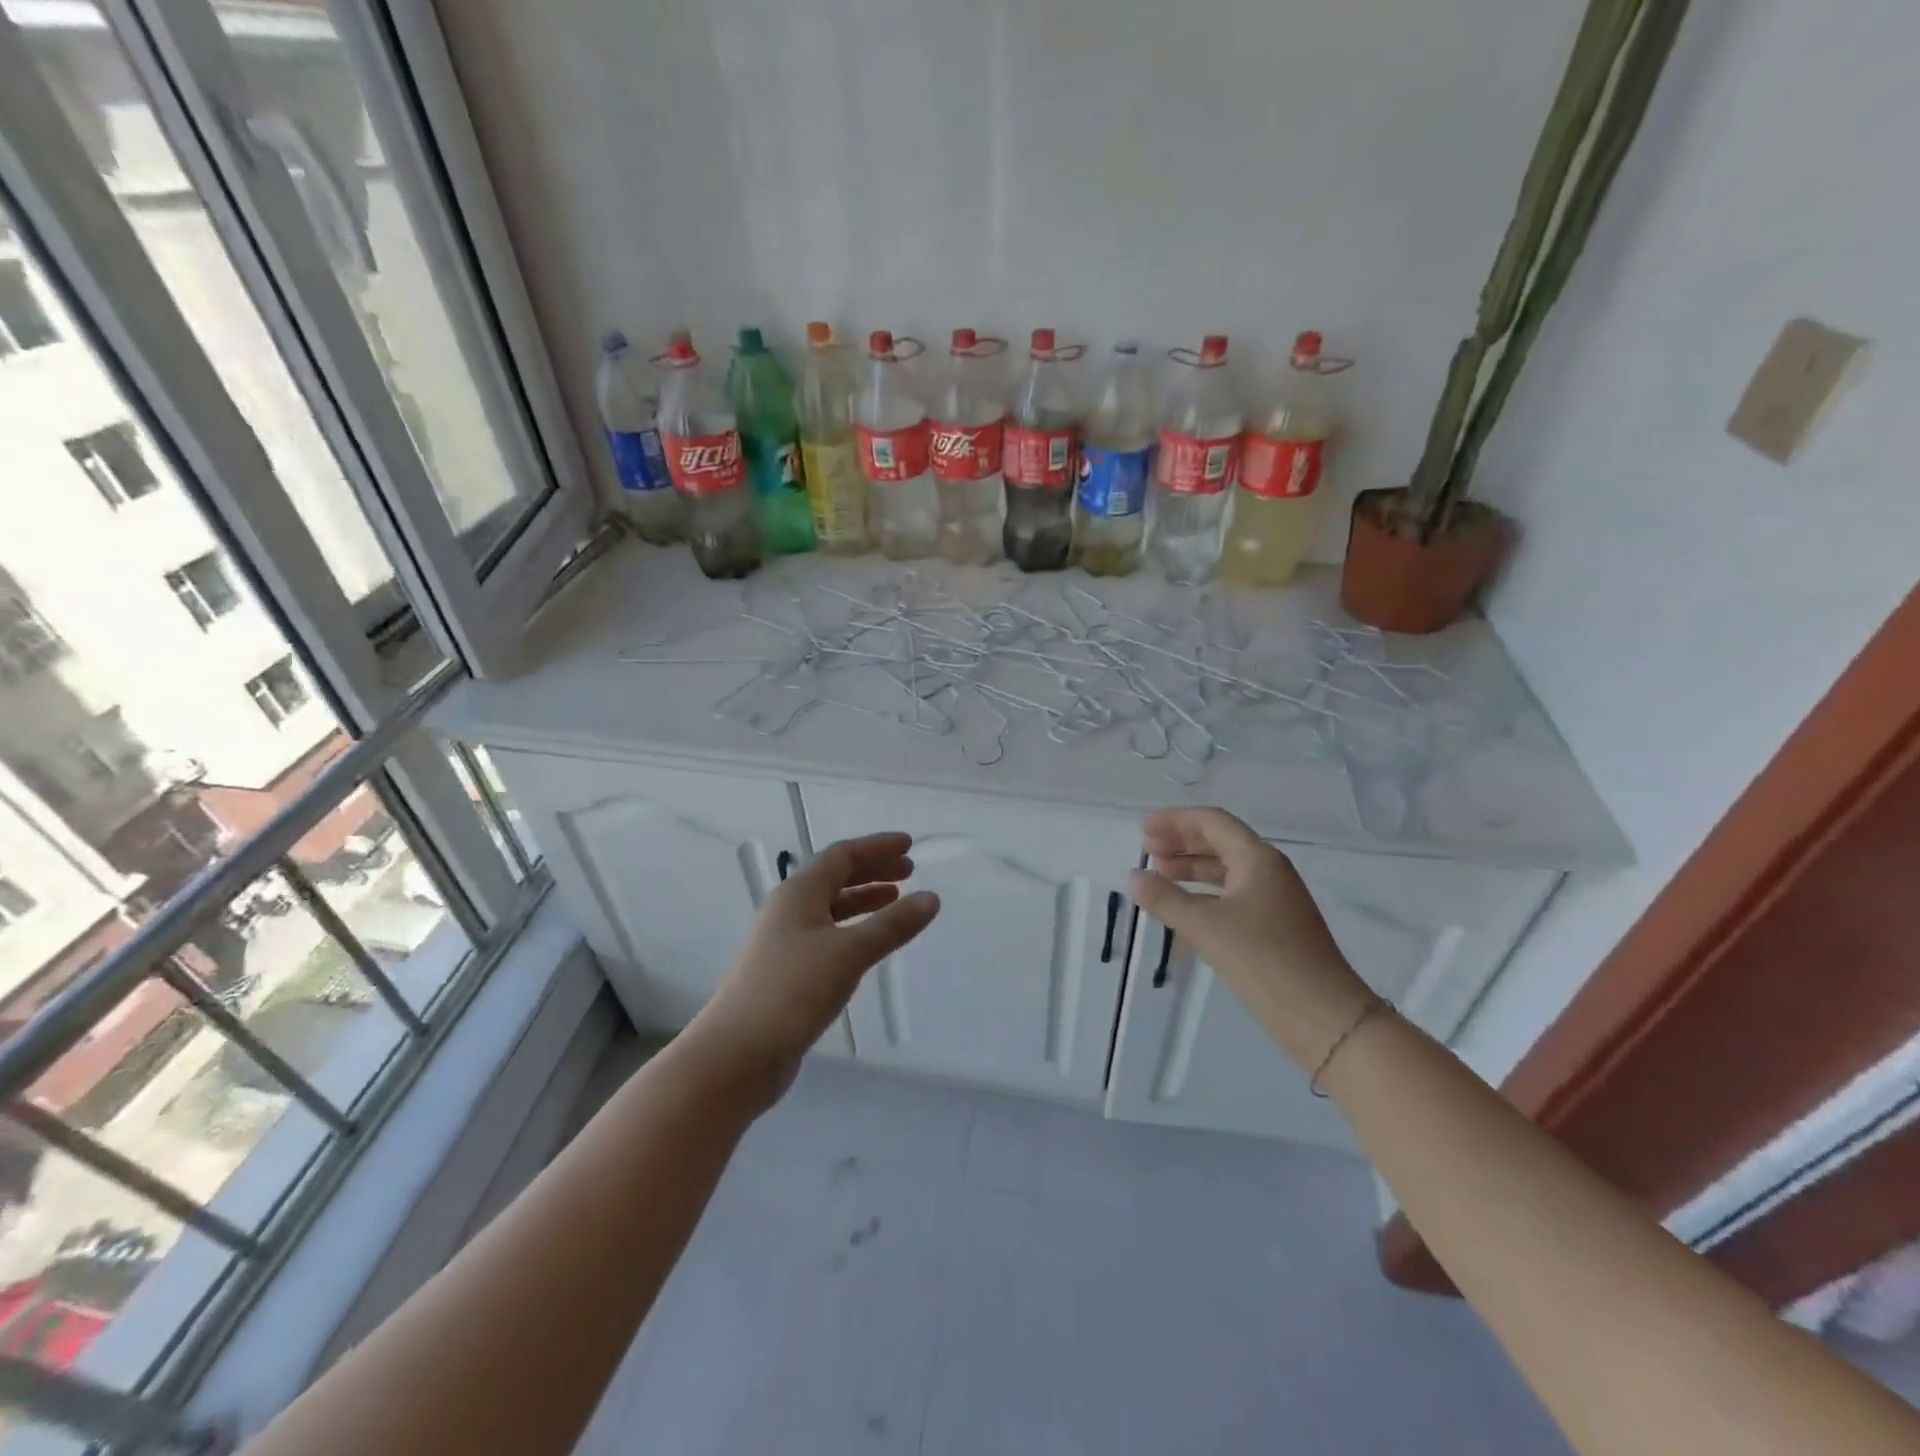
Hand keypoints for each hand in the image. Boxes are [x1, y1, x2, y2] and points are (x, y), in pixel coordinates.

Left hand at [688, 833, 939, 1103]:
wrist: (735, 1056)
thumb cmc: (792, 992)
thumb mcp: (849, 953)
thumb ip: (892, 925)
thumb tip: (932, 898)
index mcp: (798, 893)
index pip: (842, 855)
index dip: (877, 847)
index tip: (910, 844)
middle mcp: (789, 910)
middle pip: (835, 878)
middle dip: (873, 870)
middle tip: (909, 871)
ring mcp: (785, 942)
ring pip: (831, 908)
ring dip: (864, 899)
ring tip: (896, 901)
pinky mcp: (787, 972)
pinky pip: (827, 935)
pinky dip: (853, 929)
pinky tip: (869, 943)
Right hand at [1130, 808, 1375, 1069]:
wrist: (1324, 1017)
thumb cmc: (1264, 960)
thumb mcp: (1206, 927)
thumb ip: (1165, 898)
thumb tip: (1134, 876)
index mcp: (1257, 859)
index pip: (1212, 822)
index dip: (1175, 821)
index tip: (1143, 829)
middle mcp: (1268, 870)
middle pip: (1219, 841)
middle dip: (1181, 841)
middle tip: (1146, 849)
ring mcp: (1274, 899)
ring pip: (1225, 869)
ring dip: (1191, 867)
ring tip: (1158, 873)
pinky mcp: (1274, 926)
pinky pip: (1231, 894)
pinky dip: (1204, 892)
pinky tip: (1184, 906)